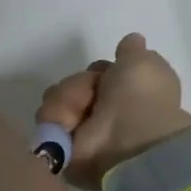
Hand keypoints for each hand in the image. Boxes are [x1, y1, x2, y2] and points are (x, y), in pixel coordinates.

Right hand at [34, 33, 190, 190]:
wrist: (129, 142)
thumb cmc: (140, 100)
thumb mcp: (144, 64)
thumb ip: (133, 52)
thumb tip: (131, 41)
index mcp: (126, 95)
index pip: (97, 72)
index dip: (98, 70)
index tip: (105, 73)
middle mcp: (103, 112)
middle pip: (73, 83)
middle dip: (77, 85)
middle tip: (91, 95)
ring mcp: (81, 131)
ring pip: (56, 98)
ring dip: (65, 100)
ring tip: (76, 114)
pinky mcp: (62, 149)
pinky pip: (46, 121)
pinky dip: (54, 119)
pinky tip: (66, 125)